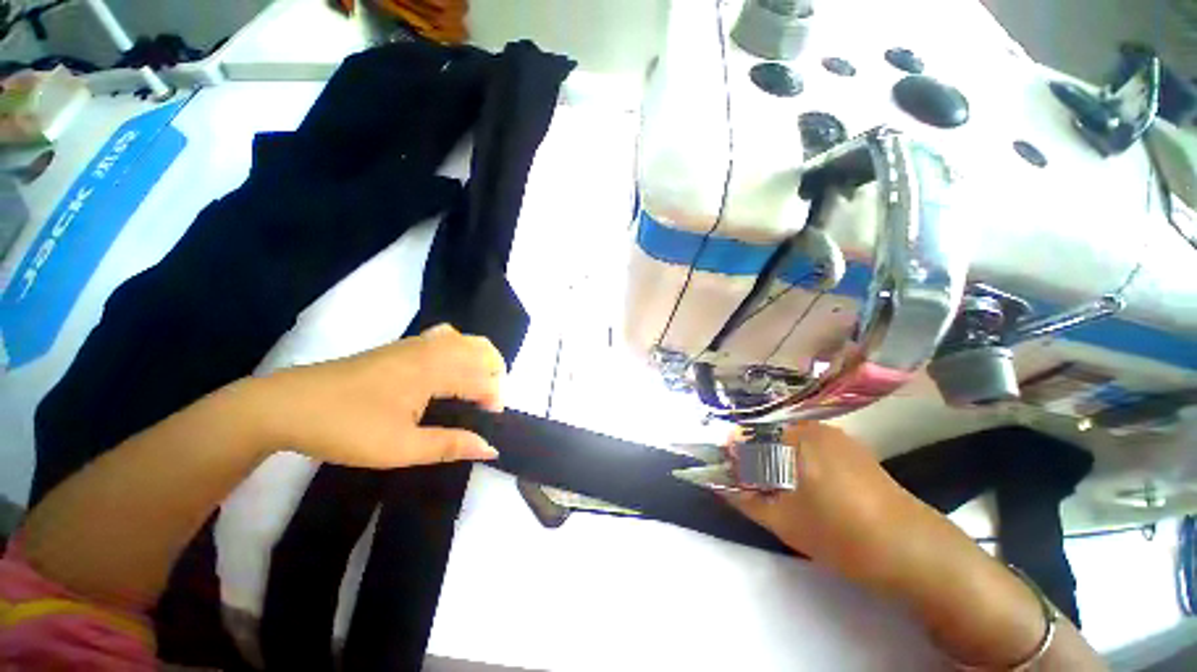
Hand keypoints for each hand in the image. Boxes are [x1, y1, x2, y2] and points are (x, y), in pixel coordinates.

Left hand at [255, 324, 506, 467]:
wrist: (287, 405)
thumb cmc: (346, 428)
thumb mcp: (399, 448)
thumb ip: (450, 445)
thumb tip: (491, 447)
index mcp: (434, 370)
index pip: (483, 379)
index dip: (494, 401)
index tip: (488, 425)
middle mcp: (431, 349)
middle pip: (483, 350)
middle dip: (495, 376)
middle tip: (485, 406)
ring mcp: (415, 344)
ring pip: (467, 340)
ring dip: (481, 362)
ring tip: (474, 389)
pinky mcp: (402, 346)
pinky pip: (446, 337)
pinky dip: (462, 350)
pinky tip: (449, 371)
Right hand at [722, 422, 936, 586]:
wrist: (914, 551)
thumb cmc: (840, 534)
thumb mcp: (783, 520)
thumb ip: (743, 498)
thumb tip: (718, 484)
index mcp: (794, 438)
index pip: (746, 437)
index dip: (733, 457)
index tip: (730, 478)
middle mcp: (813, 427)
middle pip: (766, 437)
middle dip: (753, 460)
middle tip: (755, 490)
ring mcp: (836, 436)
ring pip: (788, 443)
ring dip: (775, 462)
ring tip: (780, 493)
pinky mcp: (852, 449)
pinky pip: (810, 448)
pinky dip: (798, 463)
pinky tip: (808, 490)